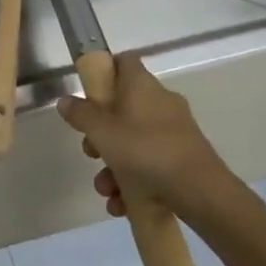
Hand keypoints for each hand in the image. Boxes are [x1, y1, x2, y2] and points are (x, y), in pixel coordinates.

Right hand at [54, 51, 243, 228]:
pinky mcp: (184, 158)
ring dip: (114, 166)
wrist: (201, 193)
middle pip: (122, 108)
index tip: (87, 91)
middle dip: (101, 134)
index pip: (123, 62)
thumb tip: (65, 100)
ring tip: (106, 190)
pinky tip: (122, 204)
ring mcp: (174, 131)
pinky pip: (150, 162)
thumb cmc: (145, 151)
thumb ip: (80, 114)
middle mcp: (160, 102)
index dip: (103, 71)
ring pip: (134, 141)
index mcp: (142, 86)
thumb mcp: (101, 132)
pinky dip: (134, 181)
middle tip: (90, 152)